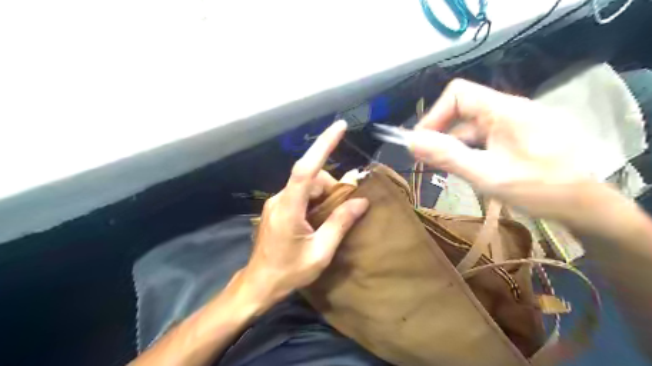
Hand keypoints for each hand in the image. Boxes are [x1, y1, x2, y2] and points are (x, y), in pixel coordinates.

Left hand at [242, 120, 367, 311]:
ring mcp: (276, 203)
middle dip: (332, 187)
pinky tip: (320, 217)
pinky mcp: (277, 208)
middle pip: (311, 178)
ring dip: (324, 195)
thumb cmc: (289, 273)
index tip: (340, 127)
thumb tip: (361, 202)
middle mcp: (280, 199)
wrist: (259, 285)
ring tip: (332, 217)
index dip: (323, 145)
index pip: (306, 169)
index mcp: (289, 208)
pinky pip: (300, 194)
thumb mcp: (320, 252)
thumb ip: (340, 223)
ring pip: (306, 185)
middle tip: (346, 208)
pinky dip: (315, 199)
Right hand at [412, 79, 593, 222]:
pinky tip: (469, 168)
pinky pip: (486, 136)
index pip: (458, 93)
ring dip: (455, 145)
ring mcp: (517, 122)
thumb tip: (412, 142)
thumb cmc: (540, 189)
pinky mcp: (521, 136)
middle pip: (463, 110)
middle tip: (427, 161)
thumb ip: (448, 156)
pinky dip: (470, 150)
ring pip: (473, 126)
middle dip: (441, 134)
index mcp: (504, 110)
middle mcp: (510, 109)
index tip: (422, 143)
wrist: (589, 207)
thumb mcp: (487, 175)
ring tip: (445, 169)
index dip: (435, 115)